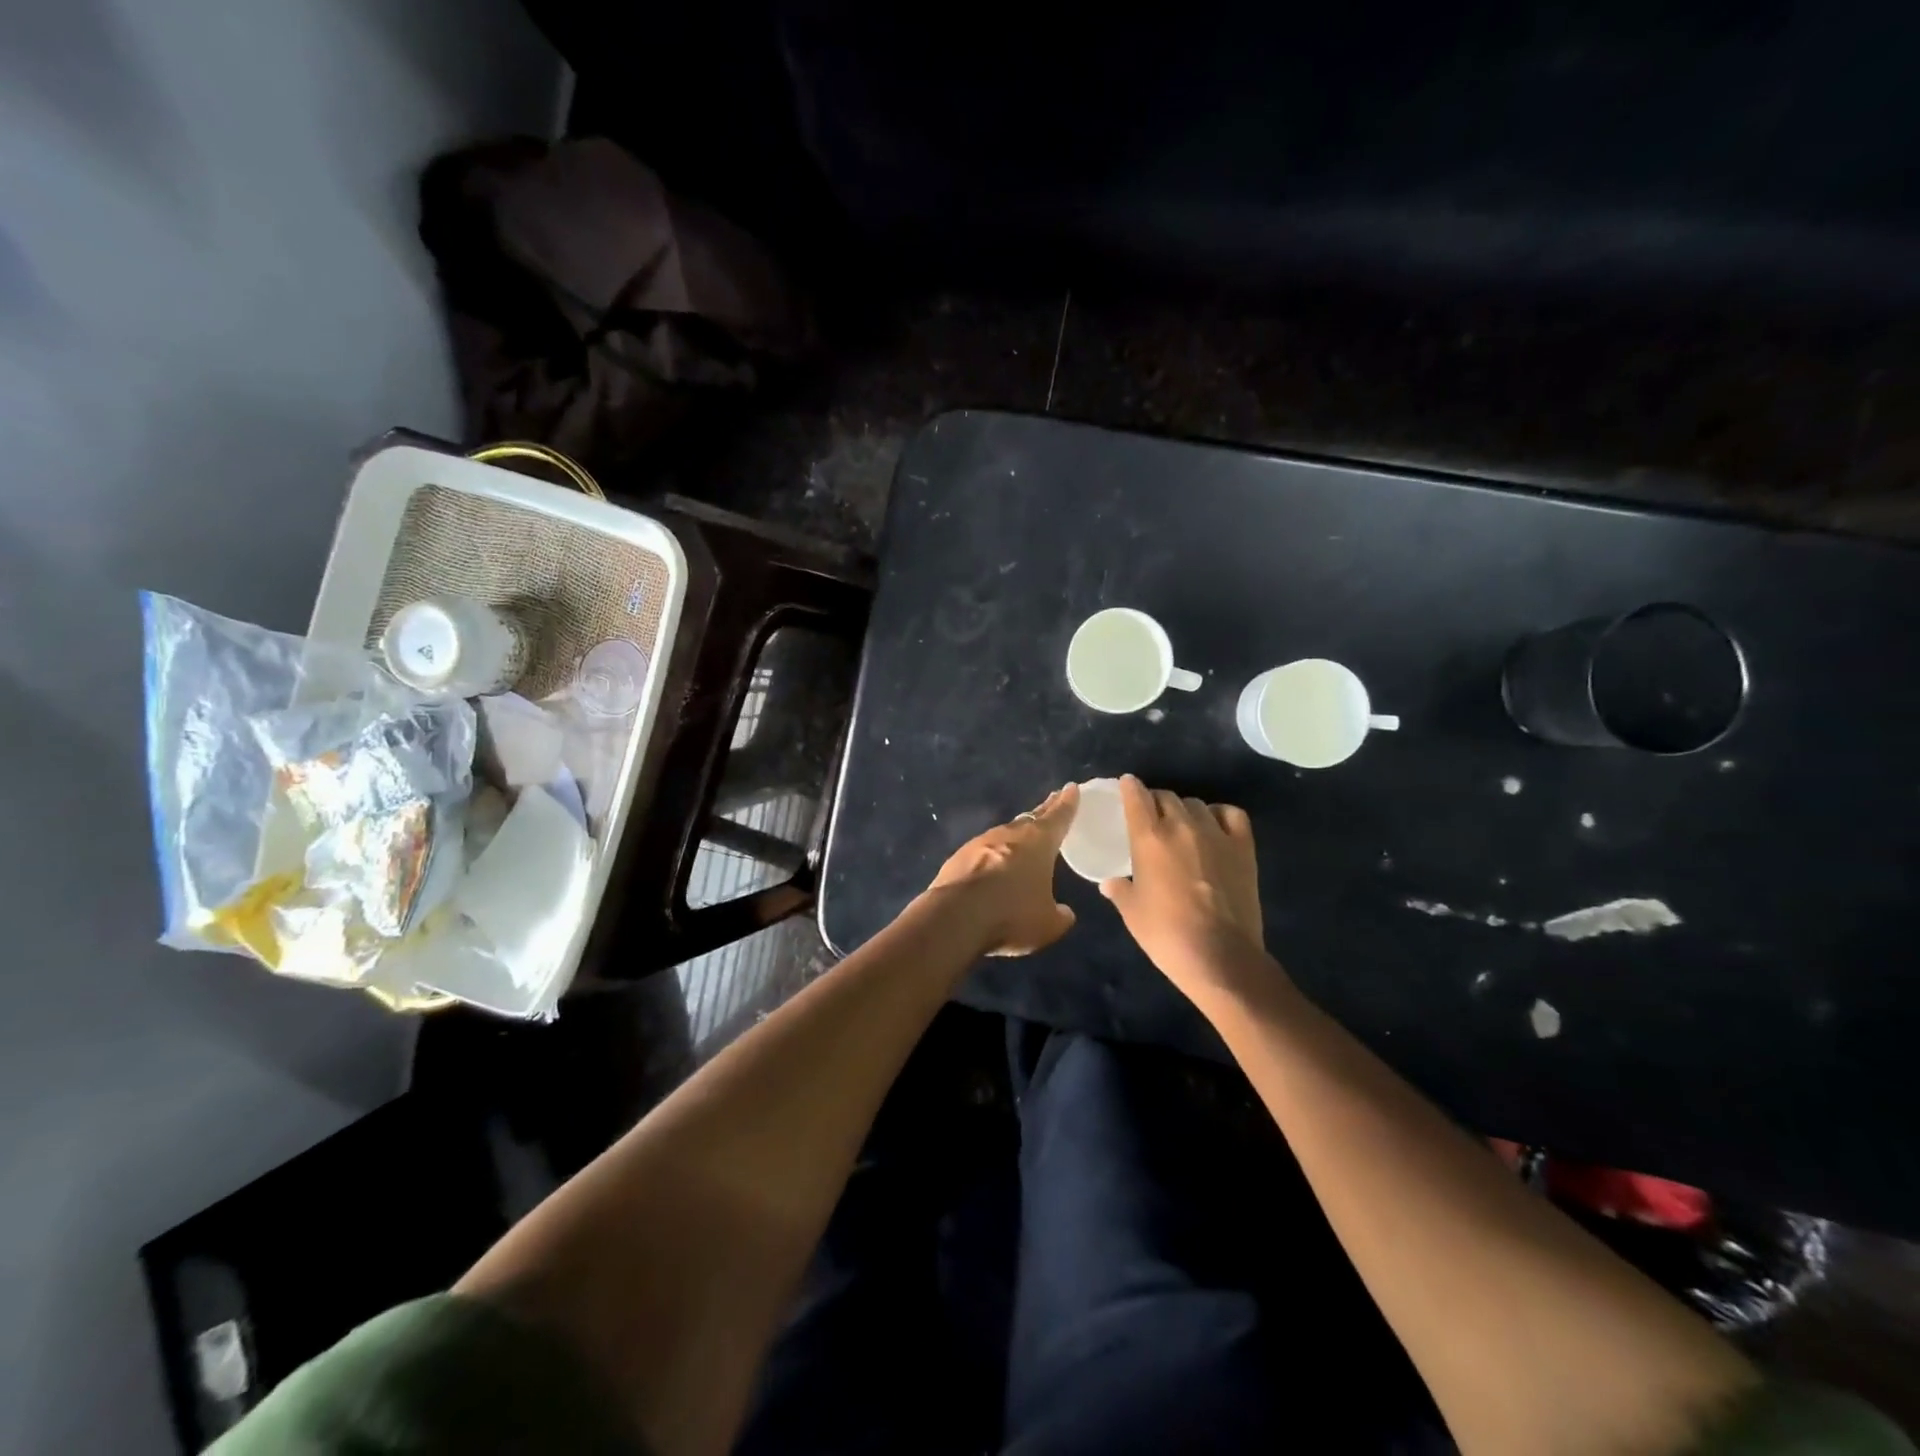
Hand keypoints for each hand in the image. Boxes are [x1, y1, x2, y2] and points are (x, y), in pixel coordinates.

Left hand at [922, 785, 1080, 956]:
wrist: (955, 915)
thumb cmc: (1011, 914)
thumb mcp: (1047, 925)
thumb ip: (1060, 916)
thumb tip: (1065, 913)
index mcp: (1039, 842)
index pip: (1058, 817)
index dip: (1067, 803)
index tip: (1071, 788)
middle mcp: (1010, 834)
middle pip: (1032, 818)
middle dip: (1044, 810)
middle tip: (1053, 801)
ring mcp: (981, 842)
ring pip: (1006, 833)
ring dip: (1017, 834)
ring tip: (1025, 837)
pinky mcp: (960, 856)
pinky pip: (984, 850)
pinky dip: (993, 854)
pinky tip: (993, 865)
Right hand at [1100, 775, 1266, 1000]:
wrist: (1219, 956)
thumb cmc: (1166, 934)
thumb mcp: (1132, 912)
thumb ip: (1120, 890)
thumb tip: (1110, 882)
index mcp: (1149, 838)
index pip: (1137, 797)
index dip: (1130, 787)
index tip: (1127, 785)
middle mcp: (1181, 826)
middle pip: (1166, 797)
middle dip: (1155, 801)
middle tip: (1152, 817)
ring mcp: (1216, 834)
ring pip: (1196, 804)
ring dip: (1185, 810)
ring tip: (1182, 825)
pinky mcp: (1243, 847)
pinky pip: (1231, 814)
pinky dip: (1219, 814)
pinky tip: (1214, 827)